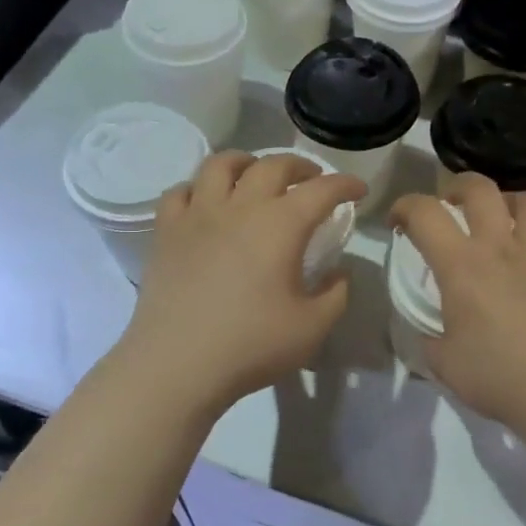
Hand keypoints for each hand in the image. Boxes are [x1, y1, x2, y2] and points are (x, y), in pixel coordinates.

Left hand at [117, 151, 365, 416]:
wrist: (178, 364)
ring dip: (246, 162)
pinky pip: (180, 192)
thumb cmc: (251, 345)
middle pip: (273, 165)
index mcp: (281, 225)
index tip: (358, 190)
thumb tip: (338, 273)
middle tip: (312, 180)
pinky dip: (198, 188)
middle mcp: (240, 207)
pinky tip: (206, 202)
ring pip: (221, 164)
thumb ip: (336, 294)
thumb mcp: (313, 327)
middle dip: (300, 166)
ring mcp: (198, 215)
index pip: (322, 190)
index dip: (345, 184)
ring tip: (256, 174)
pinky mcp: (166, 232)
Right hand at [390, 175, 525, 430]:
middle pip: (480, 188)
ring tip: (498, 217)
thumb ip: (430, 338)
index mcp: (462, 266)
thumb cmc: (498, 377)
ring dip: (507, 200)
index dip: (404, 207)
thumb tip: (431, 329)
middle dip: (457, 186)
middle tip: (449, 205)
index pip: (425, 213)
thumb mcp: (444, 363)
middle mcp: (500, 248)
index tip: (397, 223)